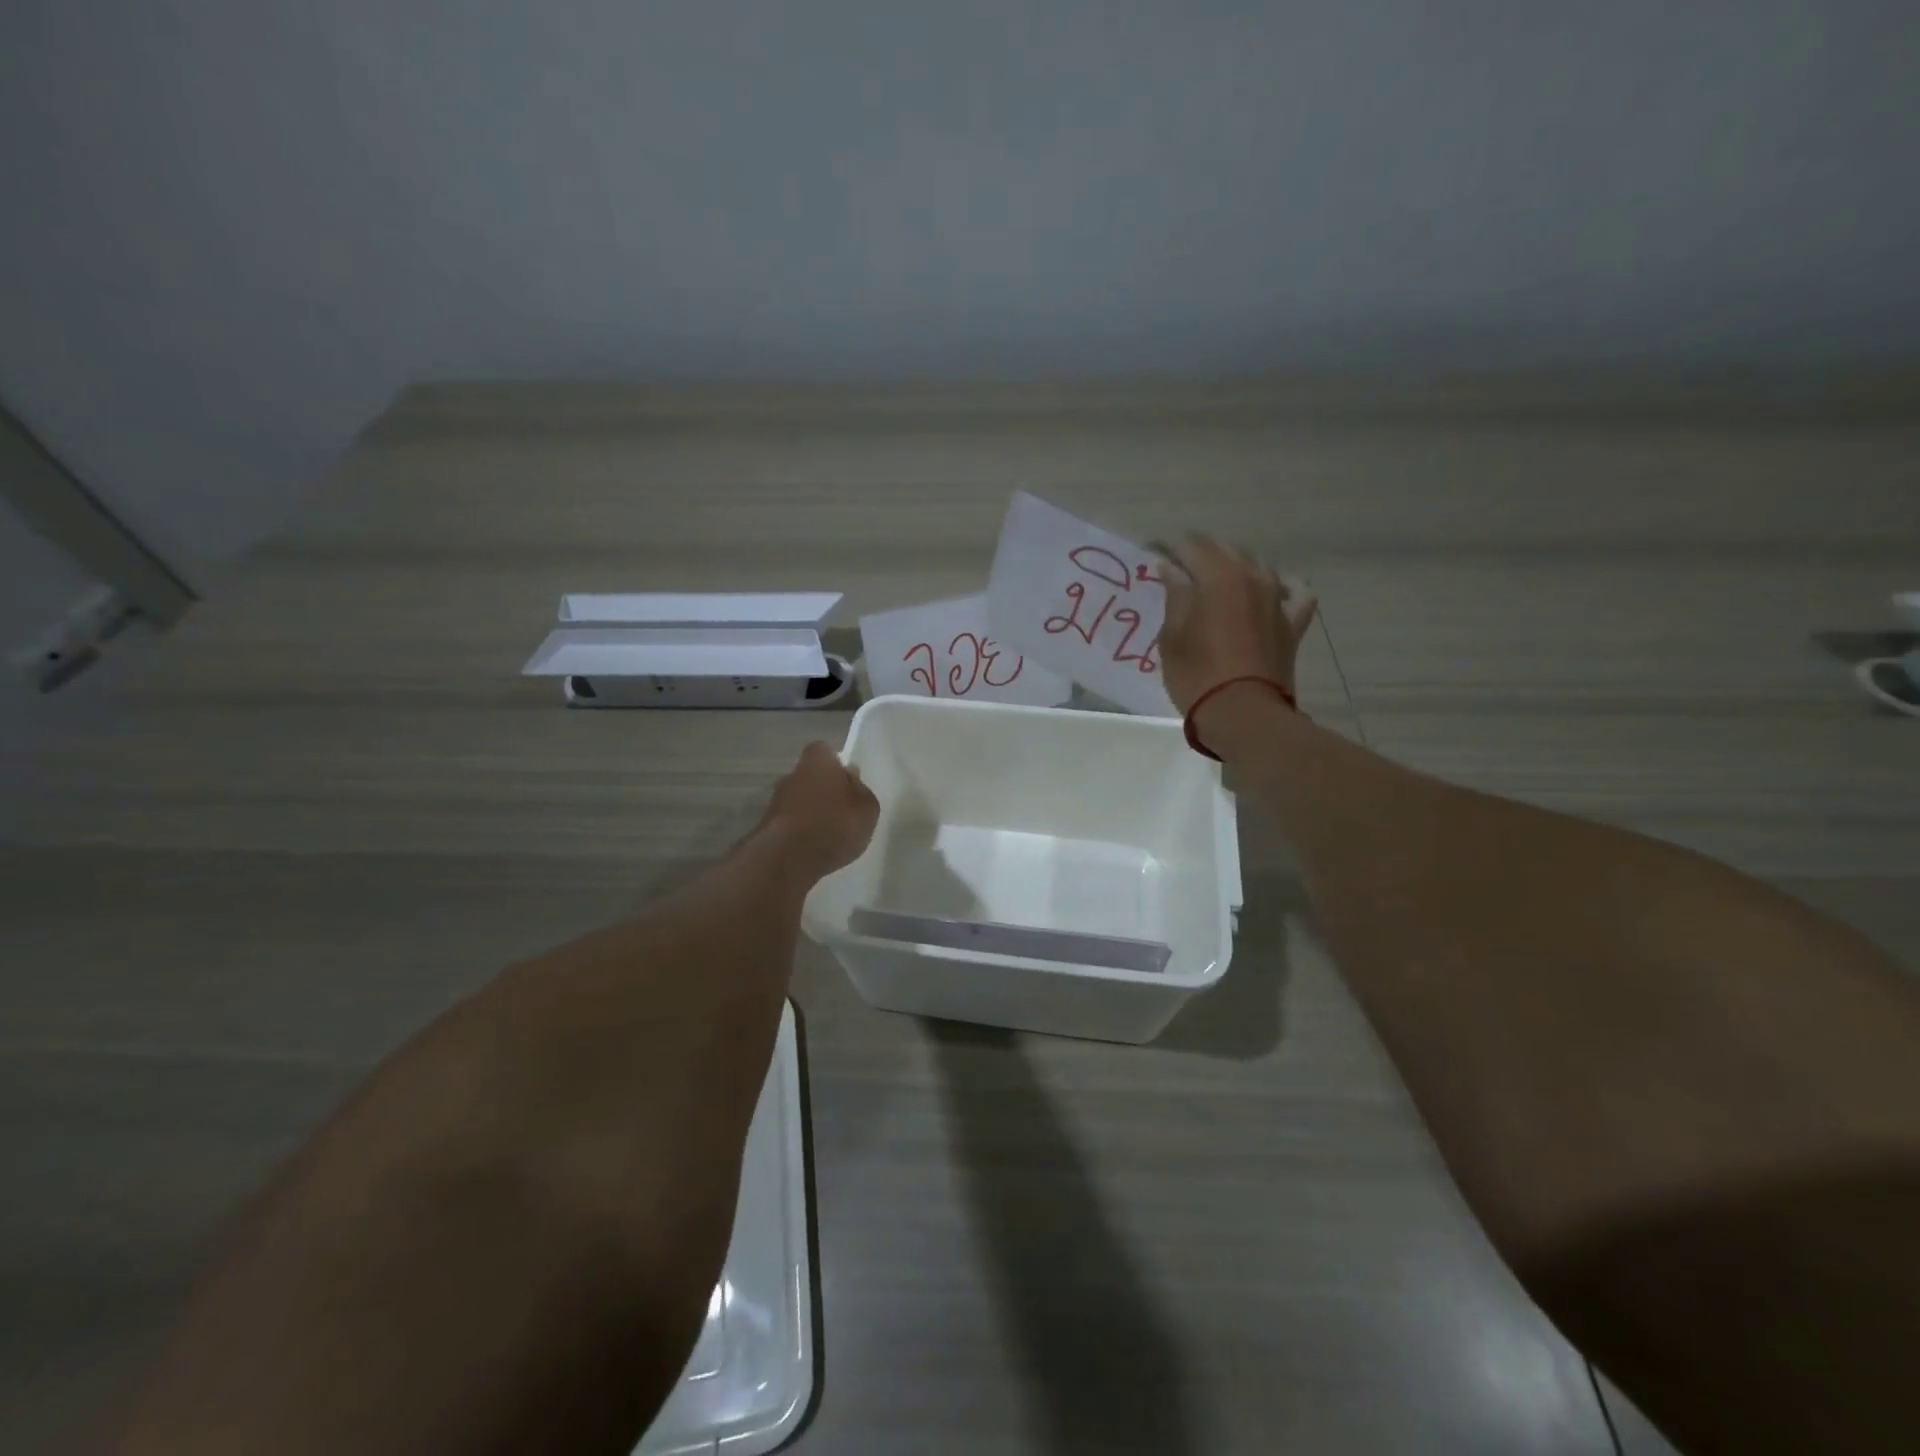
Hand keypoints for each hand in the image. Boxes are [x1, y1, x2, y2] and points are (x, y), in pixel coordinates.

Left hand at [754, 741, 879, 877]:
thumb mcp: (867, 809)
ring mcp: (775, 801)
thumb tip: (851, 776)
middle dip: (822, 788)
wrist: (789, 859)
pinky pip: (790, 822)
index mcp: (818, 761)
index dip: (835, 764)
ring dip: (810, 811)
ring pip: (798, 799)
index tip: (847, 780)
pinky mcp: (766, 827)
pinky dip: (799, 831)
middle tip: (840, 809)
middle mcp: (792, 774)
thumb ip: (861, 790)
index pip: (824, 751)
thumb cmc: (835, 825)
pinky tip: (813, 847)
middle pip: (809, 776)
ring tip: (828, 833)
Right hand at [1154, 534, 1317, 714]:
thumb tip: (1170, 566)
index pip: (1190, 545)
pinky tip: (1271, 592)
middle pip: (1224, 548)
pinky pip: (1294, 592)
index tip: (1151, 555)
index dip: (1168, 546)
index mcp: (1218, 576)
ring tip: (1214, 580)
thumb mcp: (1172, 635)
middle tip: (1176, 566)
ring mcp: (1278, 598)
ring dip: (1233, 565)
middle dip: (1199, 551)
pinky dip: (1280, 586)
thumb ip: (1175, 594)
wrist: (1242, 713)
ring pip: (1257, 564)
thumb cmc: (1197, 675)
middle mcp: (1252, 576)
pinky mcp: (1293, 622)